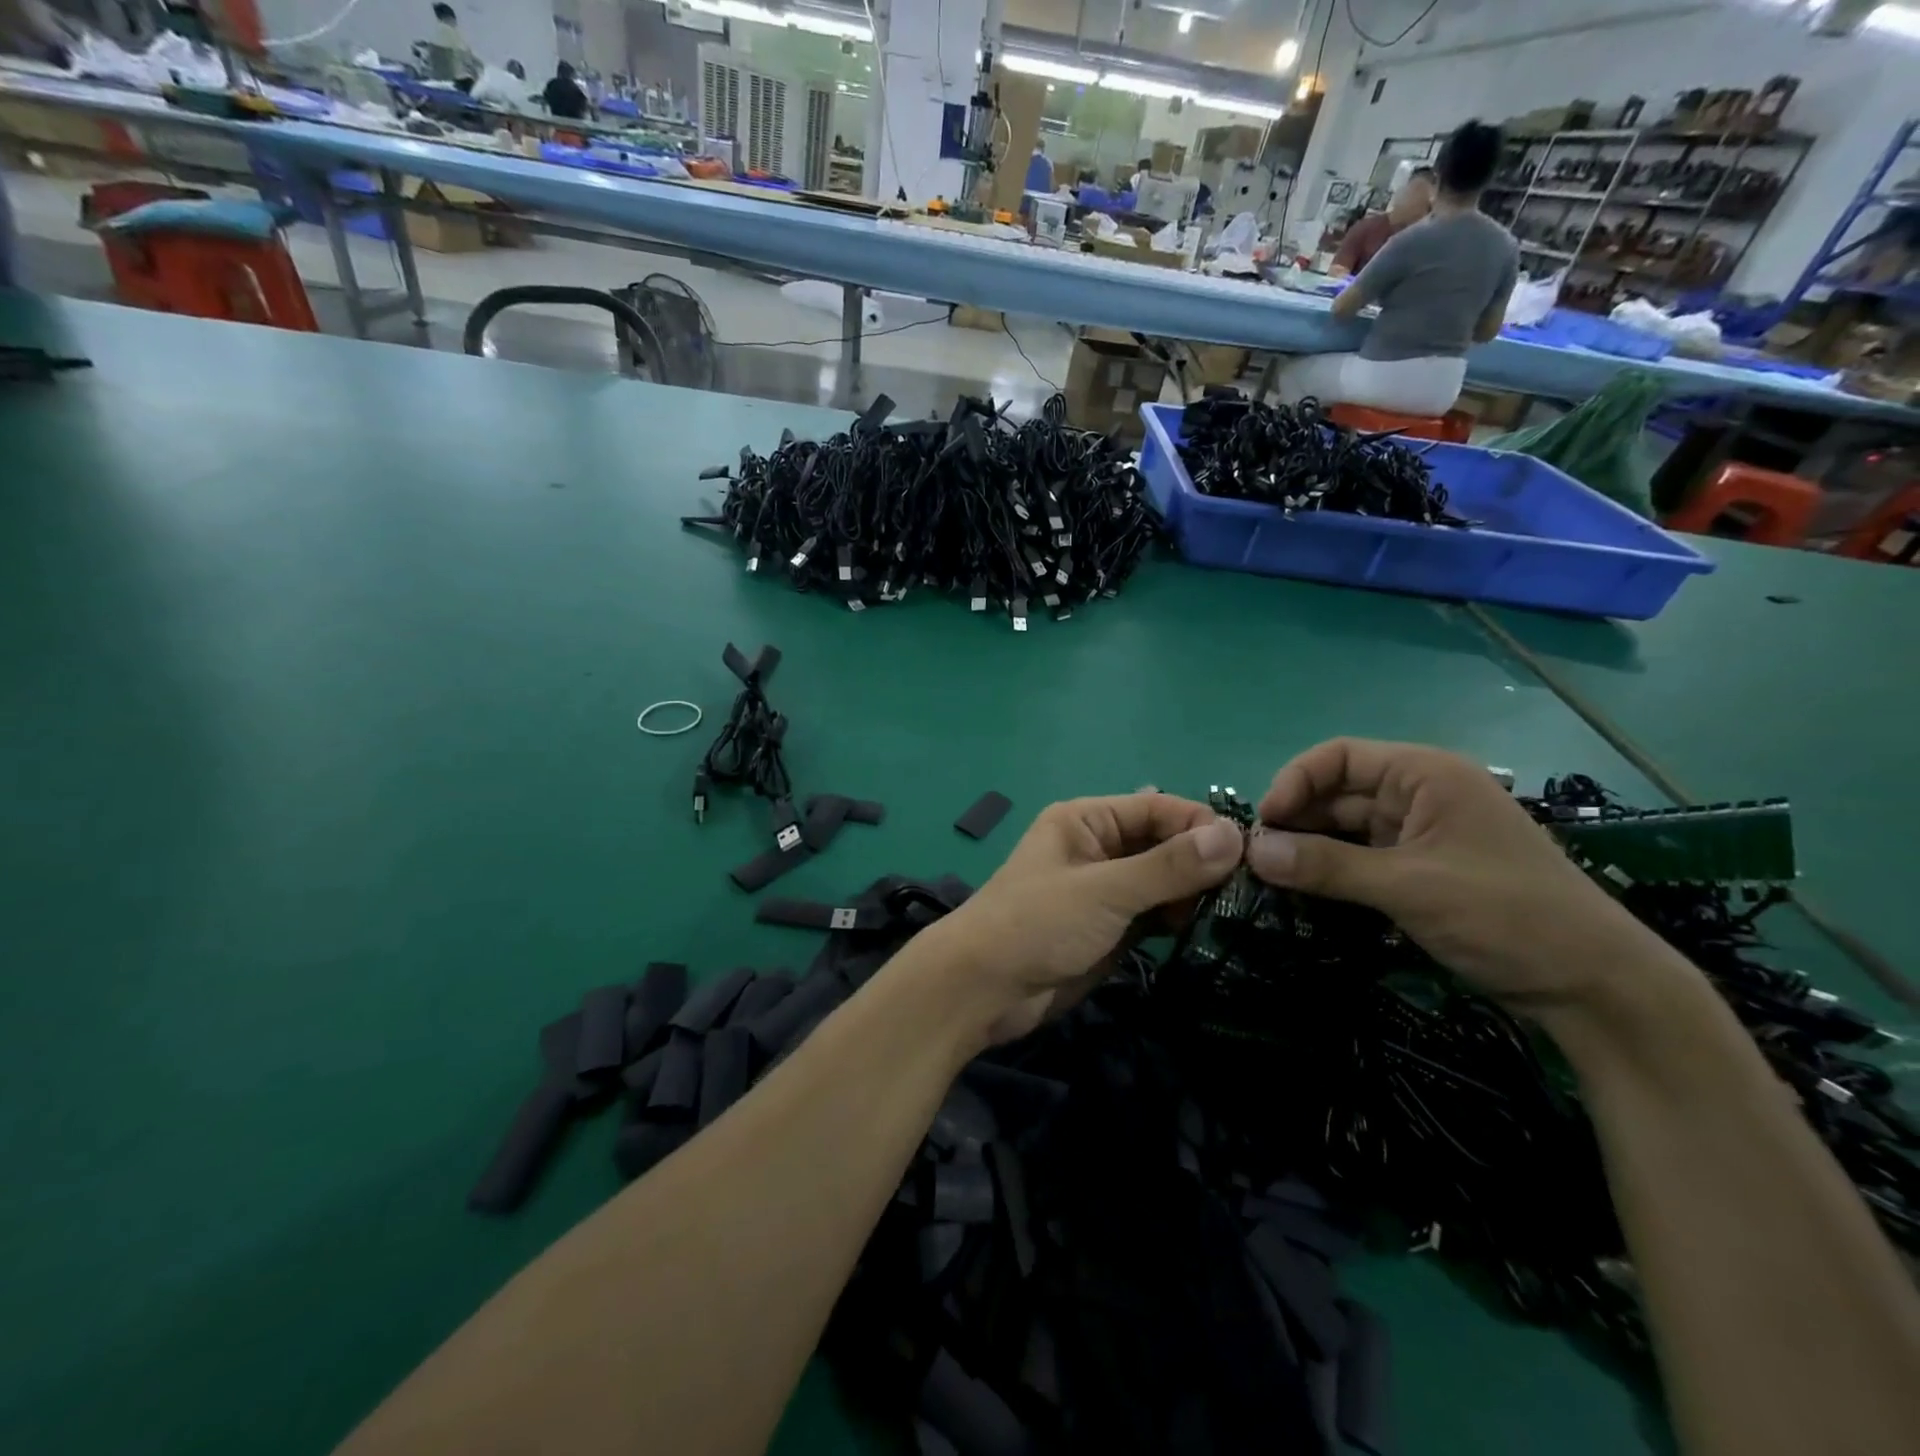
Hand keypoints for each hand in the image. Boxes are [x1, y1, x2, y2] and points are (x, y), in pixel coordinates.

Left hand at [927, 793, 1244, 1045]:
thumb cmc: (1037, 924)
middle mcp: (1098, 848)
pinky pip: (1154, 914)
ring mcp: (1105, 891)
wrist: (984, 990)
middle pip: (1164, 844)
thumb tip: (1235, 835)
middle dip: (1203, 863)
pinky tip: (1207, 930)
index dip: (1203, 826)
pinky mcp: (1110, 929)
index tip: (1253, 854)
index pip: (1158, 809)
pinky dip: (1179, 920)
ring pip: (1163, 882)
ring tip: (1234, 912)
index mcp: (1087, 820)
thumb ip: (1168, 866)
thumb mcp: (1104, 890)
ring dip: (1194, 894)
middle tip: (1251, 890)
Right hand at [1245, 738, 1681, 1017]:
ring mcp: (1421, 835)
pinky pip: (1361, 859)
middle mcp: (1420, 795)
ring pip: (1346, 829)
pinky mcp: (1421, 872)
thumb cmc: (1506, 914)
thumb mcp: (1409, 886)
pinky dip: (1331, 871)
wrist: (1594, 986)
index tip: (1264, 823)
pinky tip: (1303, 891)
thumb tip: (1252, 851)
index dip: (1295, 782)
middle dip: (1296, 819)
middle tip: (1258, 858)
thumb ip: (1326, 866)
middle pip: (1338, 792)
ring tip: (1271, 876)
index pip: (1339, 757)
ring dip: (1309, 848)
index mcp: (1425, 774)